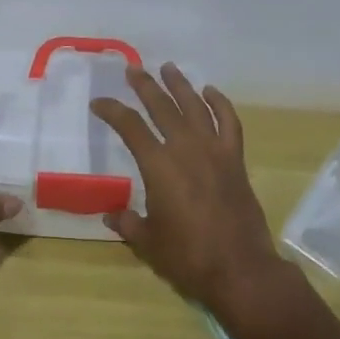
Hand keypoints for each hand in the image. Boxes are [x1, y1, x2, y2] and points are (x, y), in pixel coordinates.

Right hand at [90, 63, 282, 316]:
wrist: (241, 270)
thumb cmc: (188, 258)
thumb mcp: (148, 243)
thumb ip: (128, 223)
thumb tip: (111, 214)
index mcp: (159, 166)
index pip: (129, 127)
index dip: (112, 111)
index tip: (98, 103)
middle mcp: (185, 148)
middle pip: (162, 106)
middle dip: (145, 86)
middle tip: (133, 69)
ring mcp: (214, 151)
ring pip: (195, 106)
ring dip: (180, 85)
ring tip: (168, 68)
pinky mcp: (235, 160)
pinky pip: (229, 122)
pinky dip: (220, 104)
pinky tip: (210, 92)